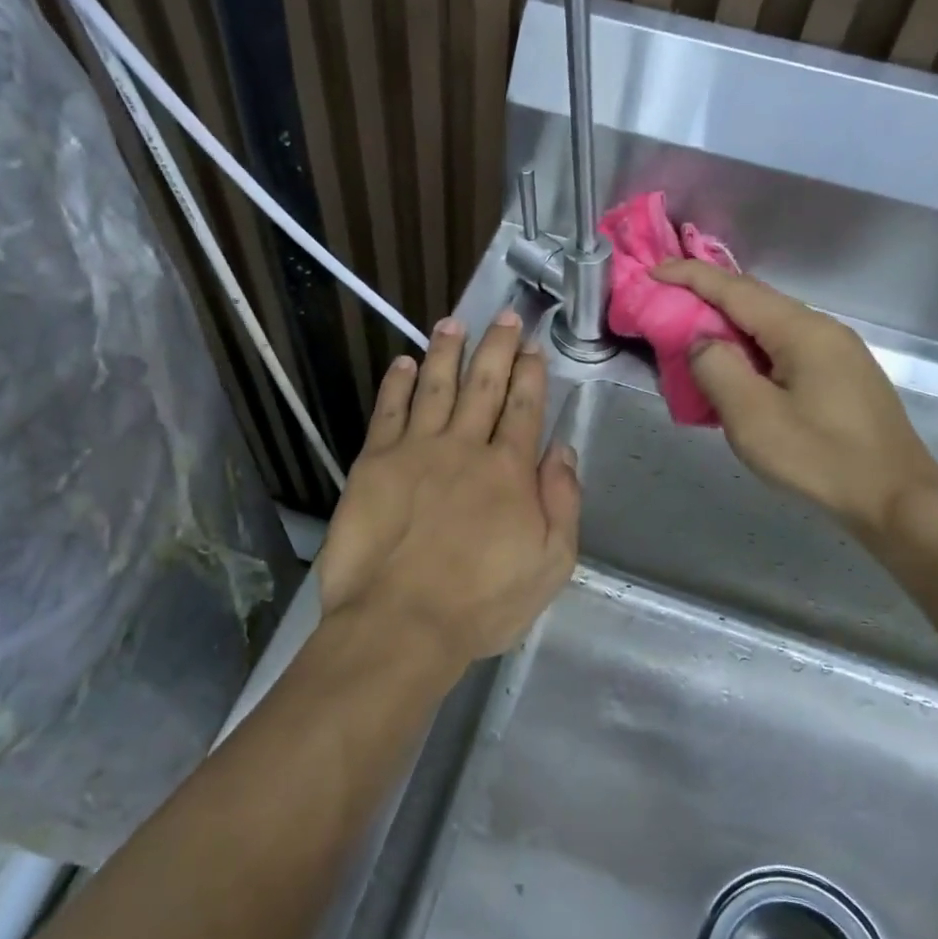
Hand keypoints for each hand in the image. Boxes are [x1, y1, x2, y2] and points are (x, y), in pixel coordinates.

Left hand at [316, 310, 580, 665]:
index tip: (533, 347)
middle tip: (504, 316)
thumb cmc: (482, 603)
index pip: (523, 408)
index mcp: (509, 471)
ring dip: (446, 352)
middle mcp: (465, 447)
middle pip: (484, 385)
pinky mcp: (374, 463)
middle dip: (497, 347)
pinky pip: (388, 411)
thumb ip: (562, 503)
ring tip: (453, 323)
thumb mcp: (550, 564)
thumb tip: (563, 450)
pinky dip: (396, 384)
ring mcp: (416, 450)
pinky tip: (402, 363)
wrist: (401, 622)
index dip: (530, 374)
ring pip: (435, 387)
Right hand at [651, 260, 937, 538]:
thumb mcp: (753, 417)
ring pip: (770, 328)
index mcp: (800, 330)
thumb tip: (702, 341)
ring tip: (693, 343)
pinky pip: (784, 349)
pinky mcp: (841, 377)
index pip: (735, 289)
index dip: (690, 276)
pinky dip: (751, 351)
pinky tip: (738, 373)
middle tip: (666, 309)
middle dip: (707, 299)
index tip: (654, 272)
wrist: (895, 497)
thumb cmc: (820, 457)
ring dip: (729, 329)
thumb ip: (717, 369)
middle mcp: (822, 329)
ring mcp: (837, 352)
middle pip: (755, 302)